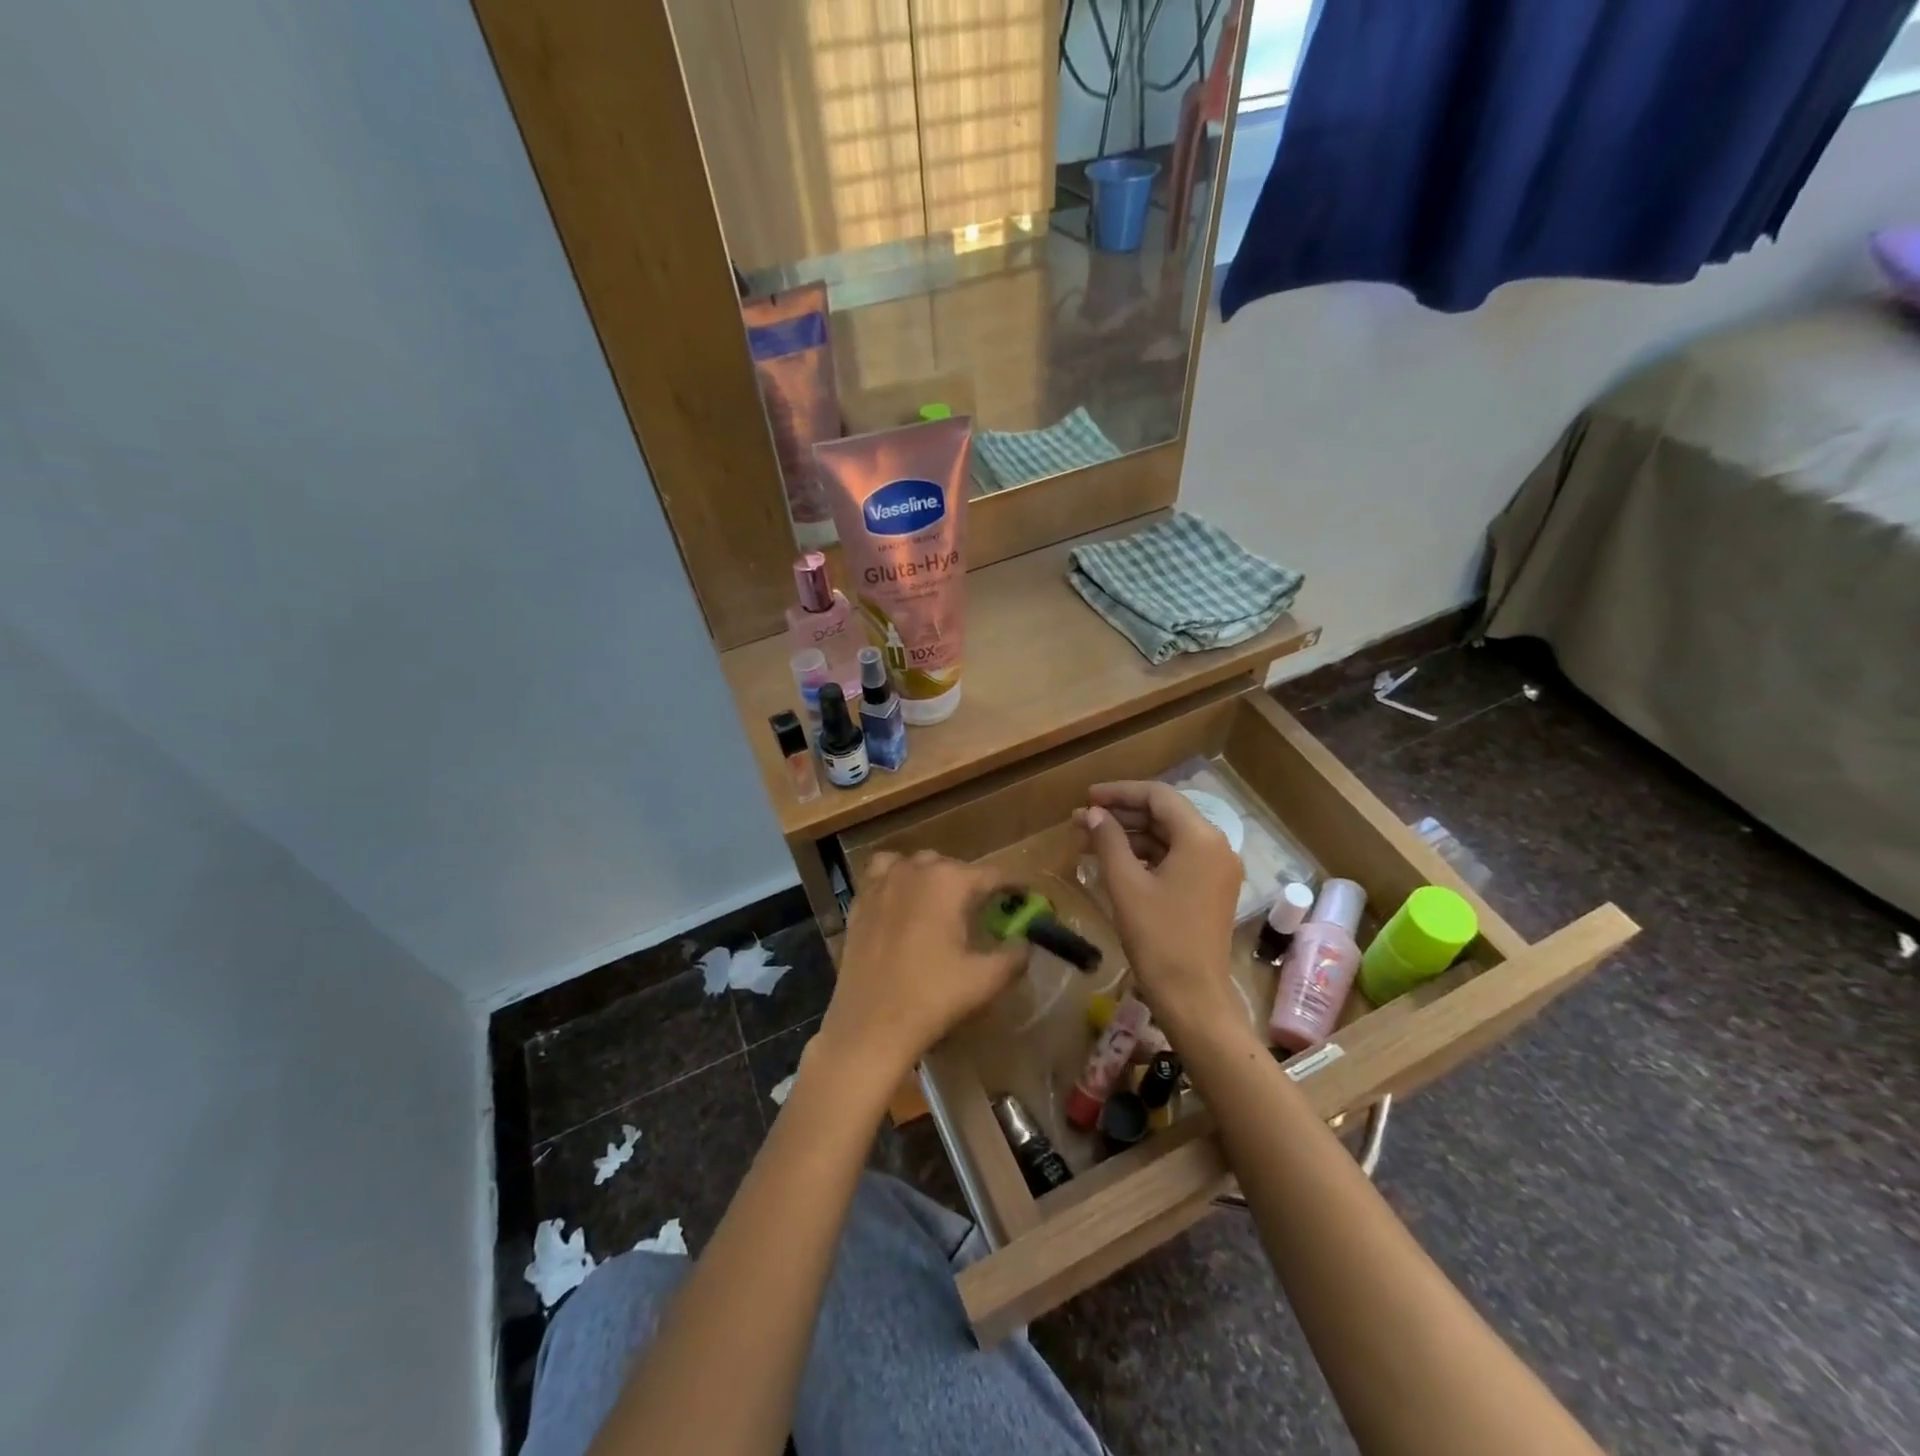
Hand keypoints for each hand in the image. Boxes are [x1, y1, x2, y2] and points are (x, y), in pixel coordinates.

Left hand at [821, 850, 1027, 1082]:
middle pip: (954, 866)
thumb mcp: (986, 980)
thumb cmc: (932, 998)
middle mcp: (916, 869)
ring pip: (917, 864)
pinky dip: (897, 878)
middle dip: (972, 885)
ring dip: (933, 877)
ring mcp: (883, 881)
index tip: (1025, 901)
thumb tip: (1024, 942)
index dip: (1013, 888)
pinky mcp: (860, 900)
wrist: (870, 1025)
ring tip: (941, 904)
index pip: (993, 875)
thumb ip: (1015, 955)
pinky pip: (883, 873)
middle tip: (983, 913)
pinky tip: (902, 901)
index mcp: (950, 881)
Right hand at [1075, 781, 1245, 1040]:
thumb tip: (1093, 813)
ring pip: (1169, 837)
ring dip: (1132, 835)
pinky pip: (1176, 858)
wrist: (1193, 997)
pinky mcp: (1211, 889)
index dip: (1119, 792)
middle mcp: (1216, 846)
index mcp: (1201, 838)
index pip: (1158, 796)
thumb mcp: (1126, 885)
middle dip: (1123, 814)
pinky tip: (1115, 861)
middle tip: (1084, 819)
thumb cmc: (1158, 937)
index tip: (1087, 797)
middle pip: (1165, 814)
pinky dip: (1146, 855)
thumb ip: (1108, 841)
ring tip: (1091, 839)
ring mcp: (1216, 869)